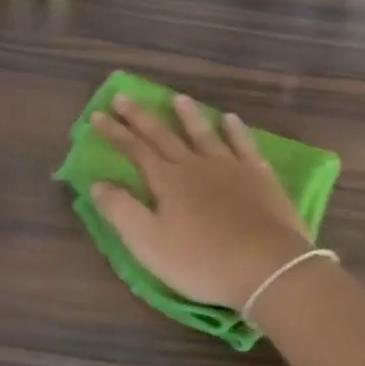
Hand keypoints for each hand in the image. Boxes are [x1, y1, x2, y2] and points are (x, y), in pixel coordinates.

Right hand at [89, 94, 311, 309]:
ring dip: (188, 116)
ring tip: (177, 98)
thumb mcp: (148, 243)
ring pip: (204, 134)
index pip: (134, 149)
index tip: (97, 115)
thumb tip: (97, 183)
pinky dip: (235, 131)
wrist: (268, 269)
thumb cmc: (201, 261)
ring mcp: (231, 168)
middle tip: (123, 96)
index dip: (114, 132)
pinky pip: (244, 145)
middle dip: (141, 117)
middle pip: (163, 135)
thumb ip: (120, 210)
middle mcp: (195, 165)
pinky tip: (230, 119)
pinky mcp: (260, 177)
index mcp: (167, 181)